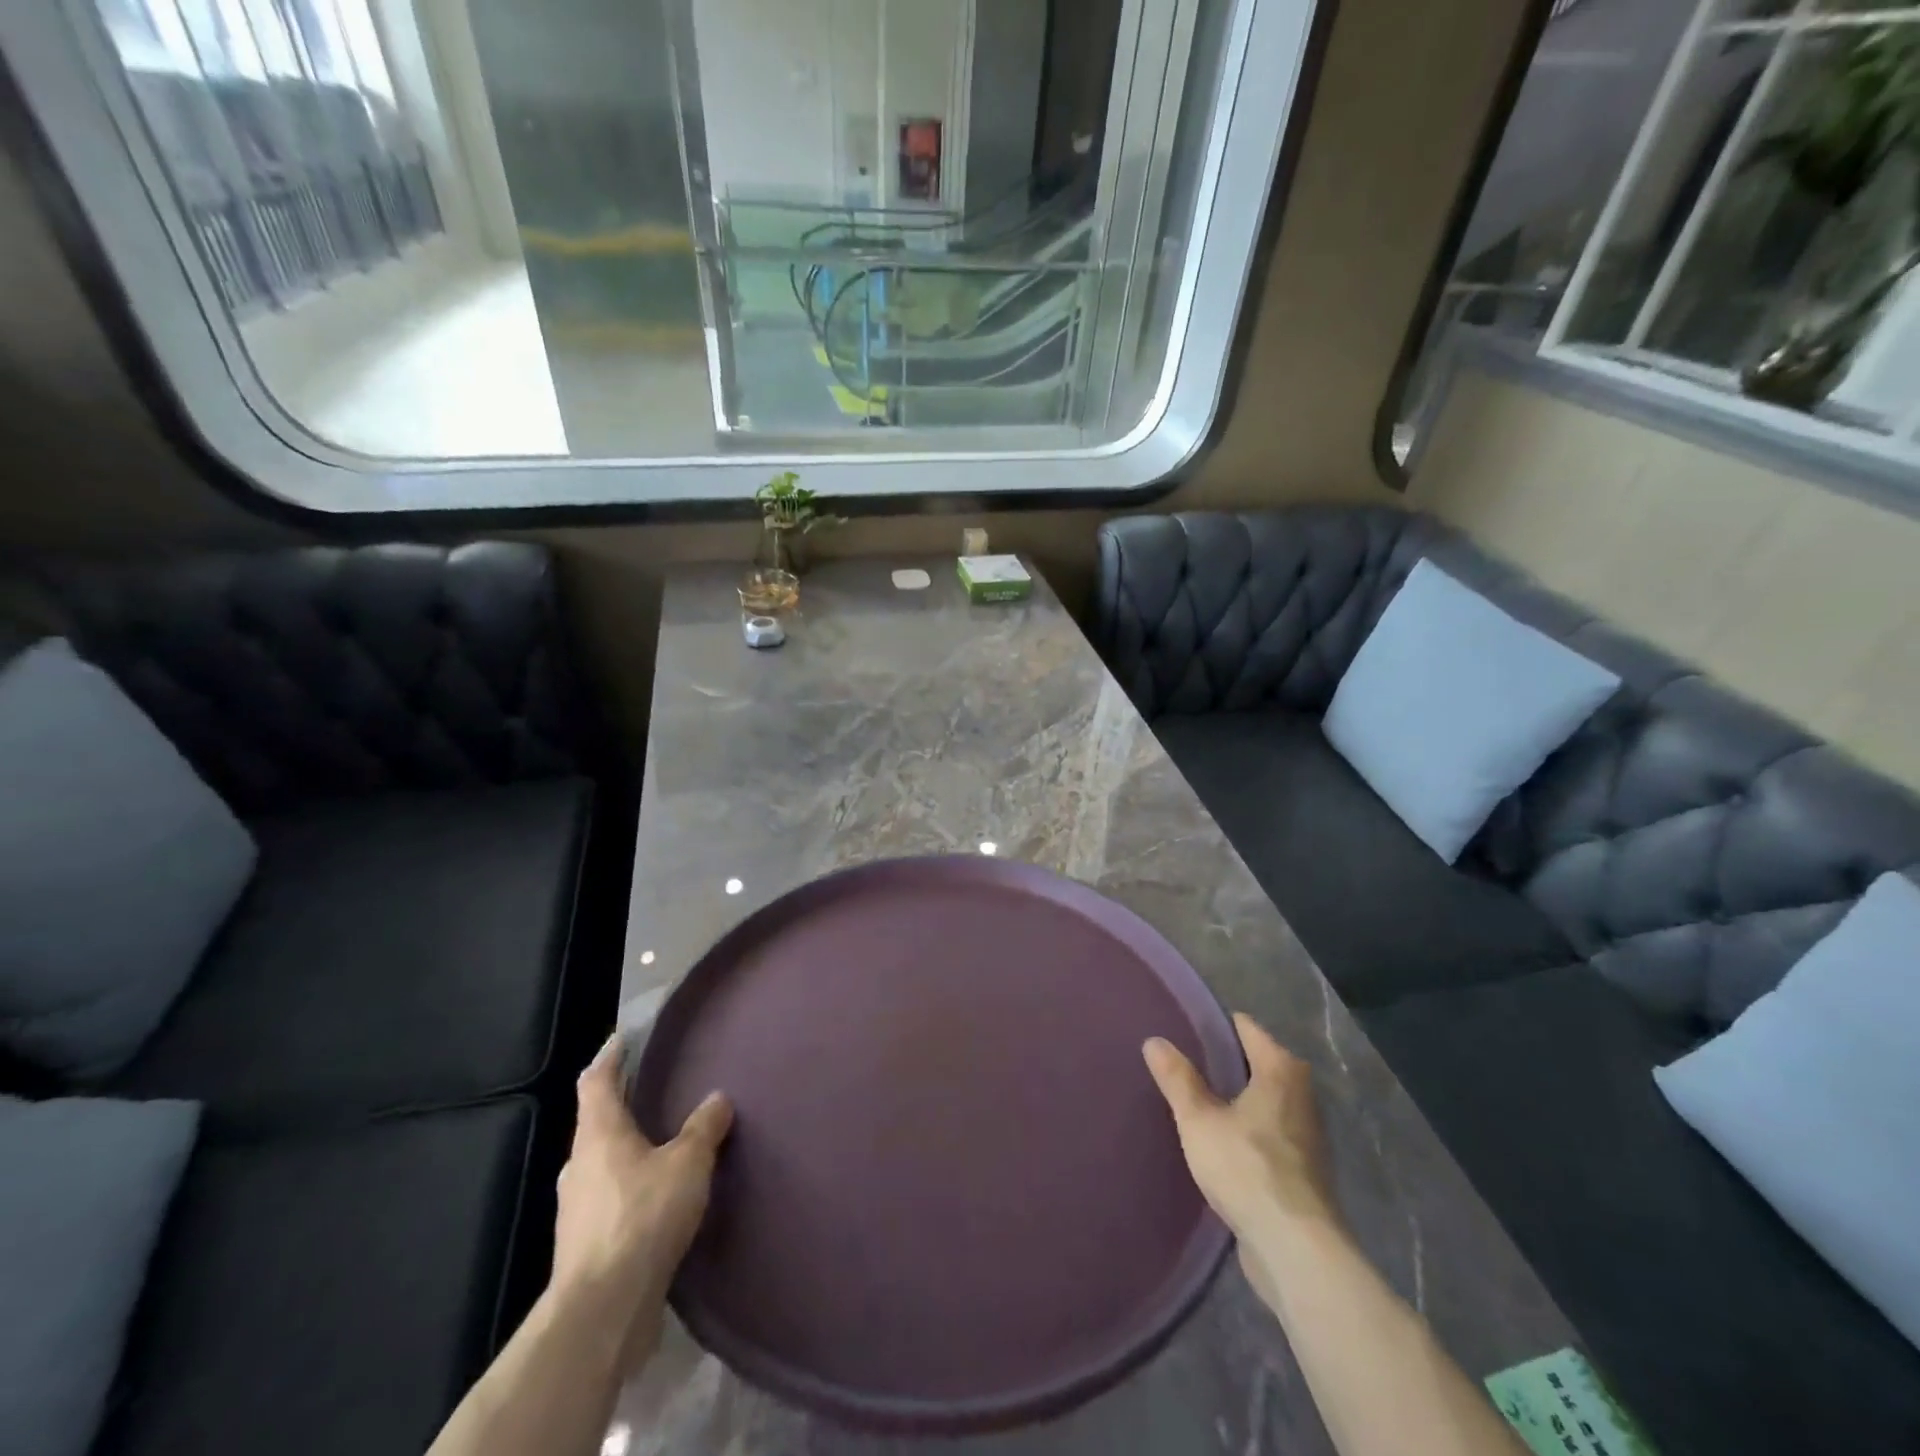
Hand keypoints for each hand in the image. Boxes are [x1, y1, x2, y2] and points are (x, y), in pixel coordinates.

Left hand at [551, 1036, 732, 1371]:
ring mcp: (578, 1208)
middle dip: (621, 1105)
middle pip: (596, 1122)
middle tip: (654, 1091)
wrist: (602, 1310)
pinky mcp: (586, 1244)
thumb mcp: (688, 1163)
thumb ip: (703, 1127)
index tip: (623, 1039)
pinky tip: (657, 1196)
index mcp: (599, 1133)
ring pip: (602, 1163)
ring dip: (626, 1150)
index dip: (609, 1057)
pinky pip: (610, 1198)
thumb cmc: (642, 1218)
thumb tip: (718, 1098)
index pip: (596, 1081)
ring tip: (662, 1143)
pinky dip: (630, 1187)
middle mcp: (580, 1164)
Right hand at [1144, 1014, 1340, 1300]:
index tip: (1184, 1029)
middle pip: (1259, 1063)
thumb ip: (1177, 1078)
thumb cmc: (1246, 1168)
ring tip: (1198, 1101)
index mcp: (1281, 1071)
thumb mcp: (1198, 1119)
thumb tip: (1155, 1041)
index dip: (1215, 1026)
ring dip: (1238, 1100)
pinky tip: (1222, 1143)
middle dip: (1226, 1063)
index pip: (1246, 1028)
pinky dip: (1249, 1130)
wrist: (1296, 1250)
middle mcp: (1301, 1095)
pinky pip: (1270, 1133)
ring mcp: (1308, 1135)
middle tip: (1186, 1064)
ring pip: (1266, 1101)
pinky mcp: (1305, 1171)